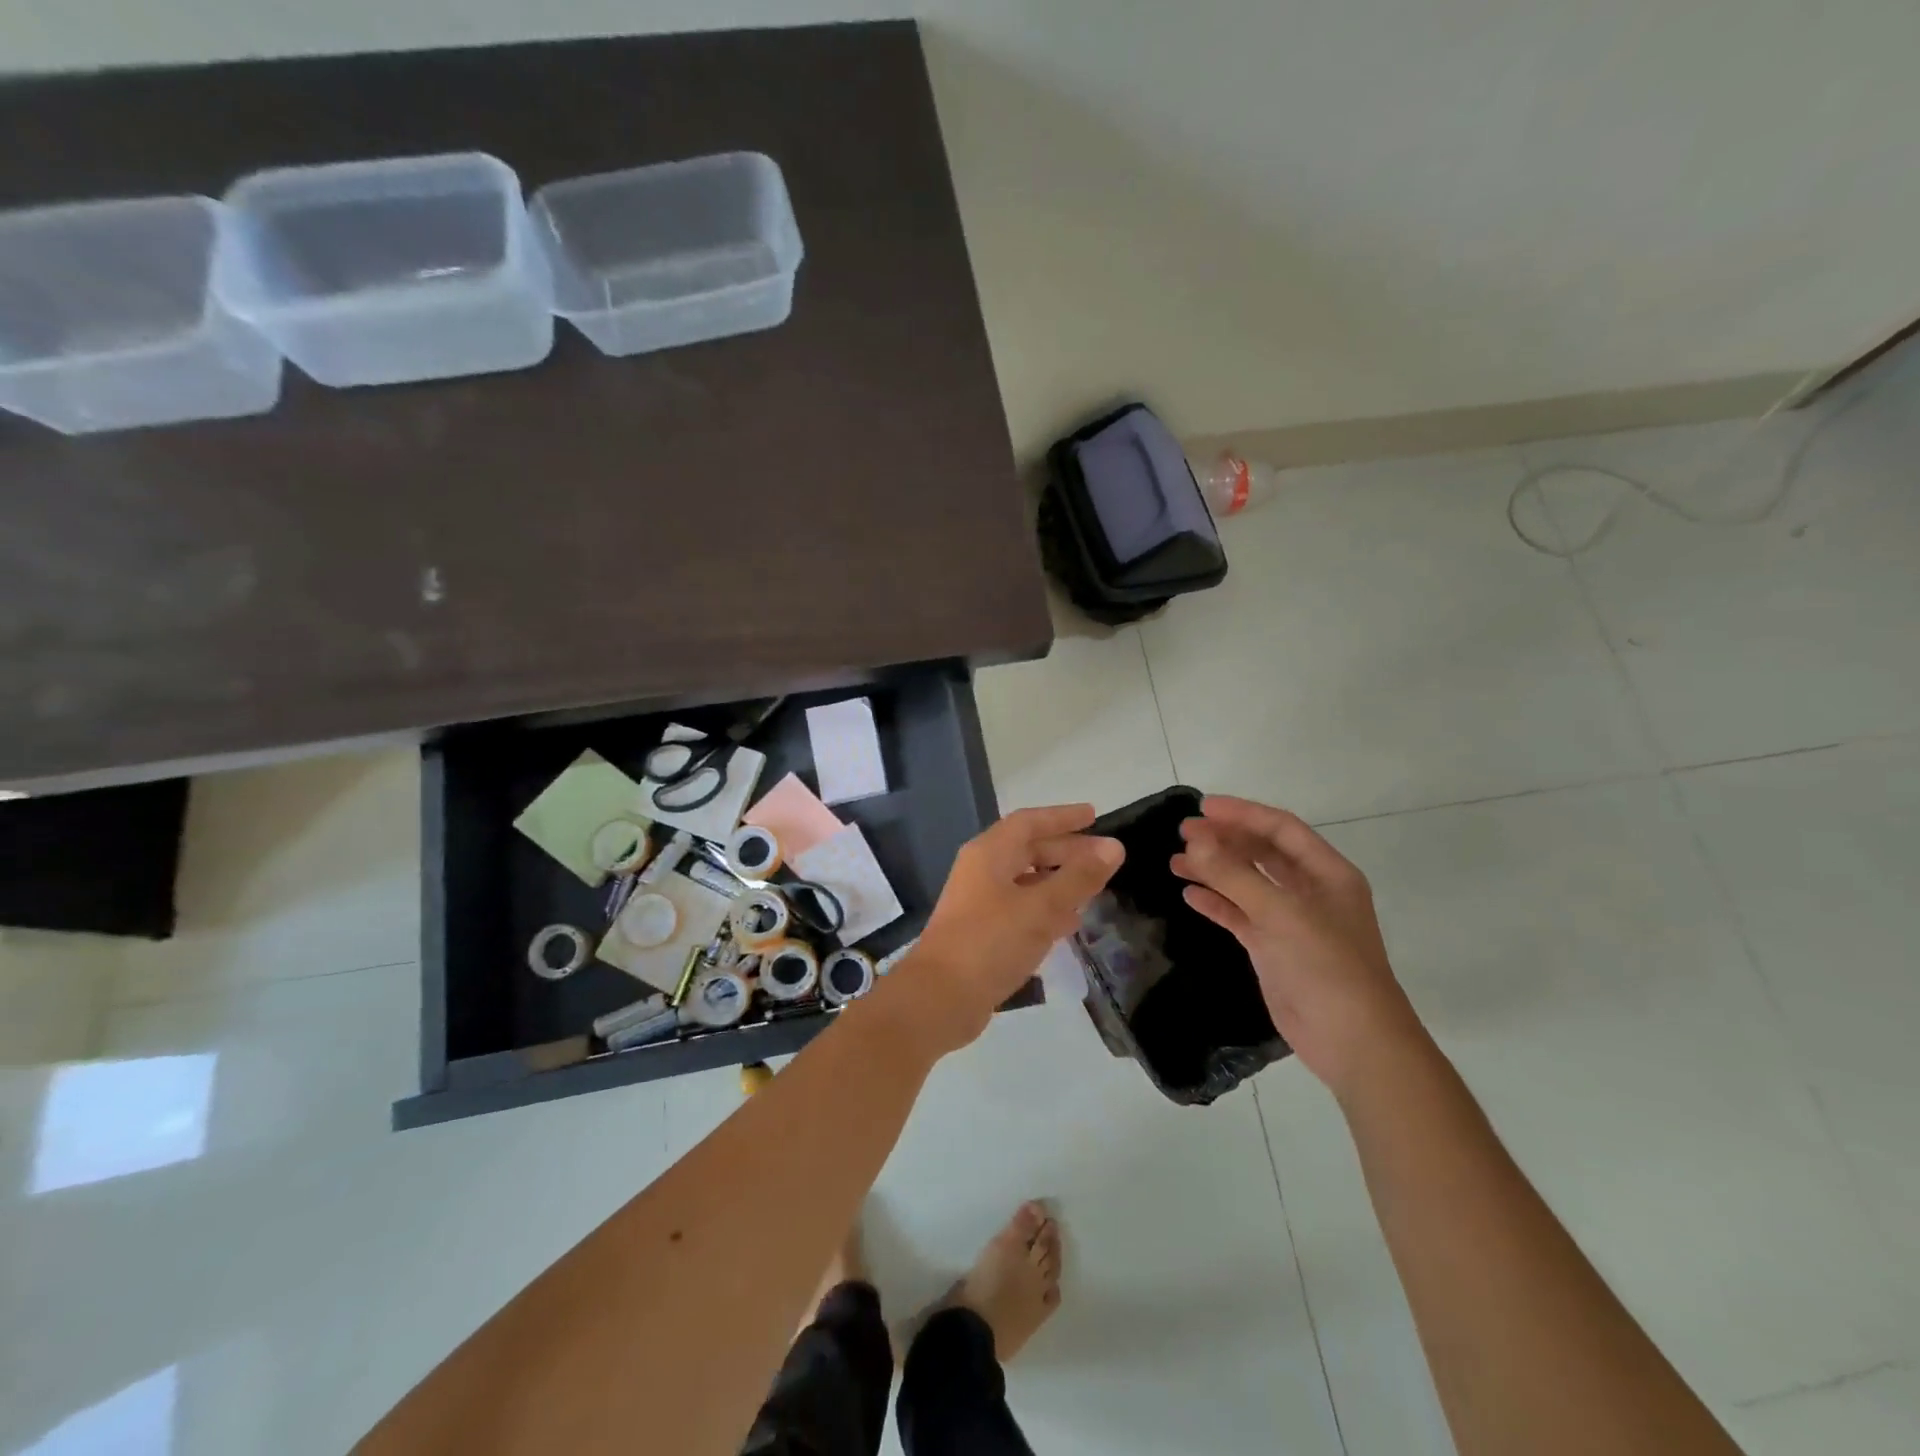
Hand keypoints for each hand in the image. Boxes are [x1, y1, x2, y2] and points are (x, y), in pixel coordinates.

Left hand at [896, 804, 1123, 1055]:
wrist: (940, 998)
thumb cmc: (990, 942)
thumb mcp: (1041, 908)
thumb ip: (1078, 878)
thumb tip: (1113, 847)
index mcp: (989, 854)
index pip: (1029, 822)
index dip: (1062, 817)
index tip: (1094, 816)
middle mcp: (982, 871)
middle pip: (1028, 850)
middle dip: (1066, 851)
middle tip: (1104, 858)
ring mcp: (980, 903)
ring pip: (1026, 881)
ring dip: (1058, 881)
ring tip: (1094, 888)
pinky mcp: (982, 933)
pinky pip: (1021, 909)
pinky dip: (1046, 909)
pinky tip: (1069, 923)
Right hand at [1170, 795, 1424, 1095]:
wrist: (1353, 1042)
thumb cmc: (1327, 967)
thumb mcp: (1281, 914)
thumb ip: (1234, 875)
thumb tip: (1194, 841)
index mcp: (1327, 873)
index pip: (1280, 828)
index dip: (1242, 813)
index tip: (1202, 808)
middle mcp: (1310, 891)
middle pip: (1261, 853)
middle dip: (1223, 840)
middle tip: (1182, 833)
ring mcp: (1291, 921)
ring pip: (1247, 883)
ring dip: (1214, 870)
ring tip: (1176, 862)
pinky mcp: (1274, 949)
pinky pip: (1240, 915)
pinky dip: (1216, 903)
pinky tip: (1190, 895)